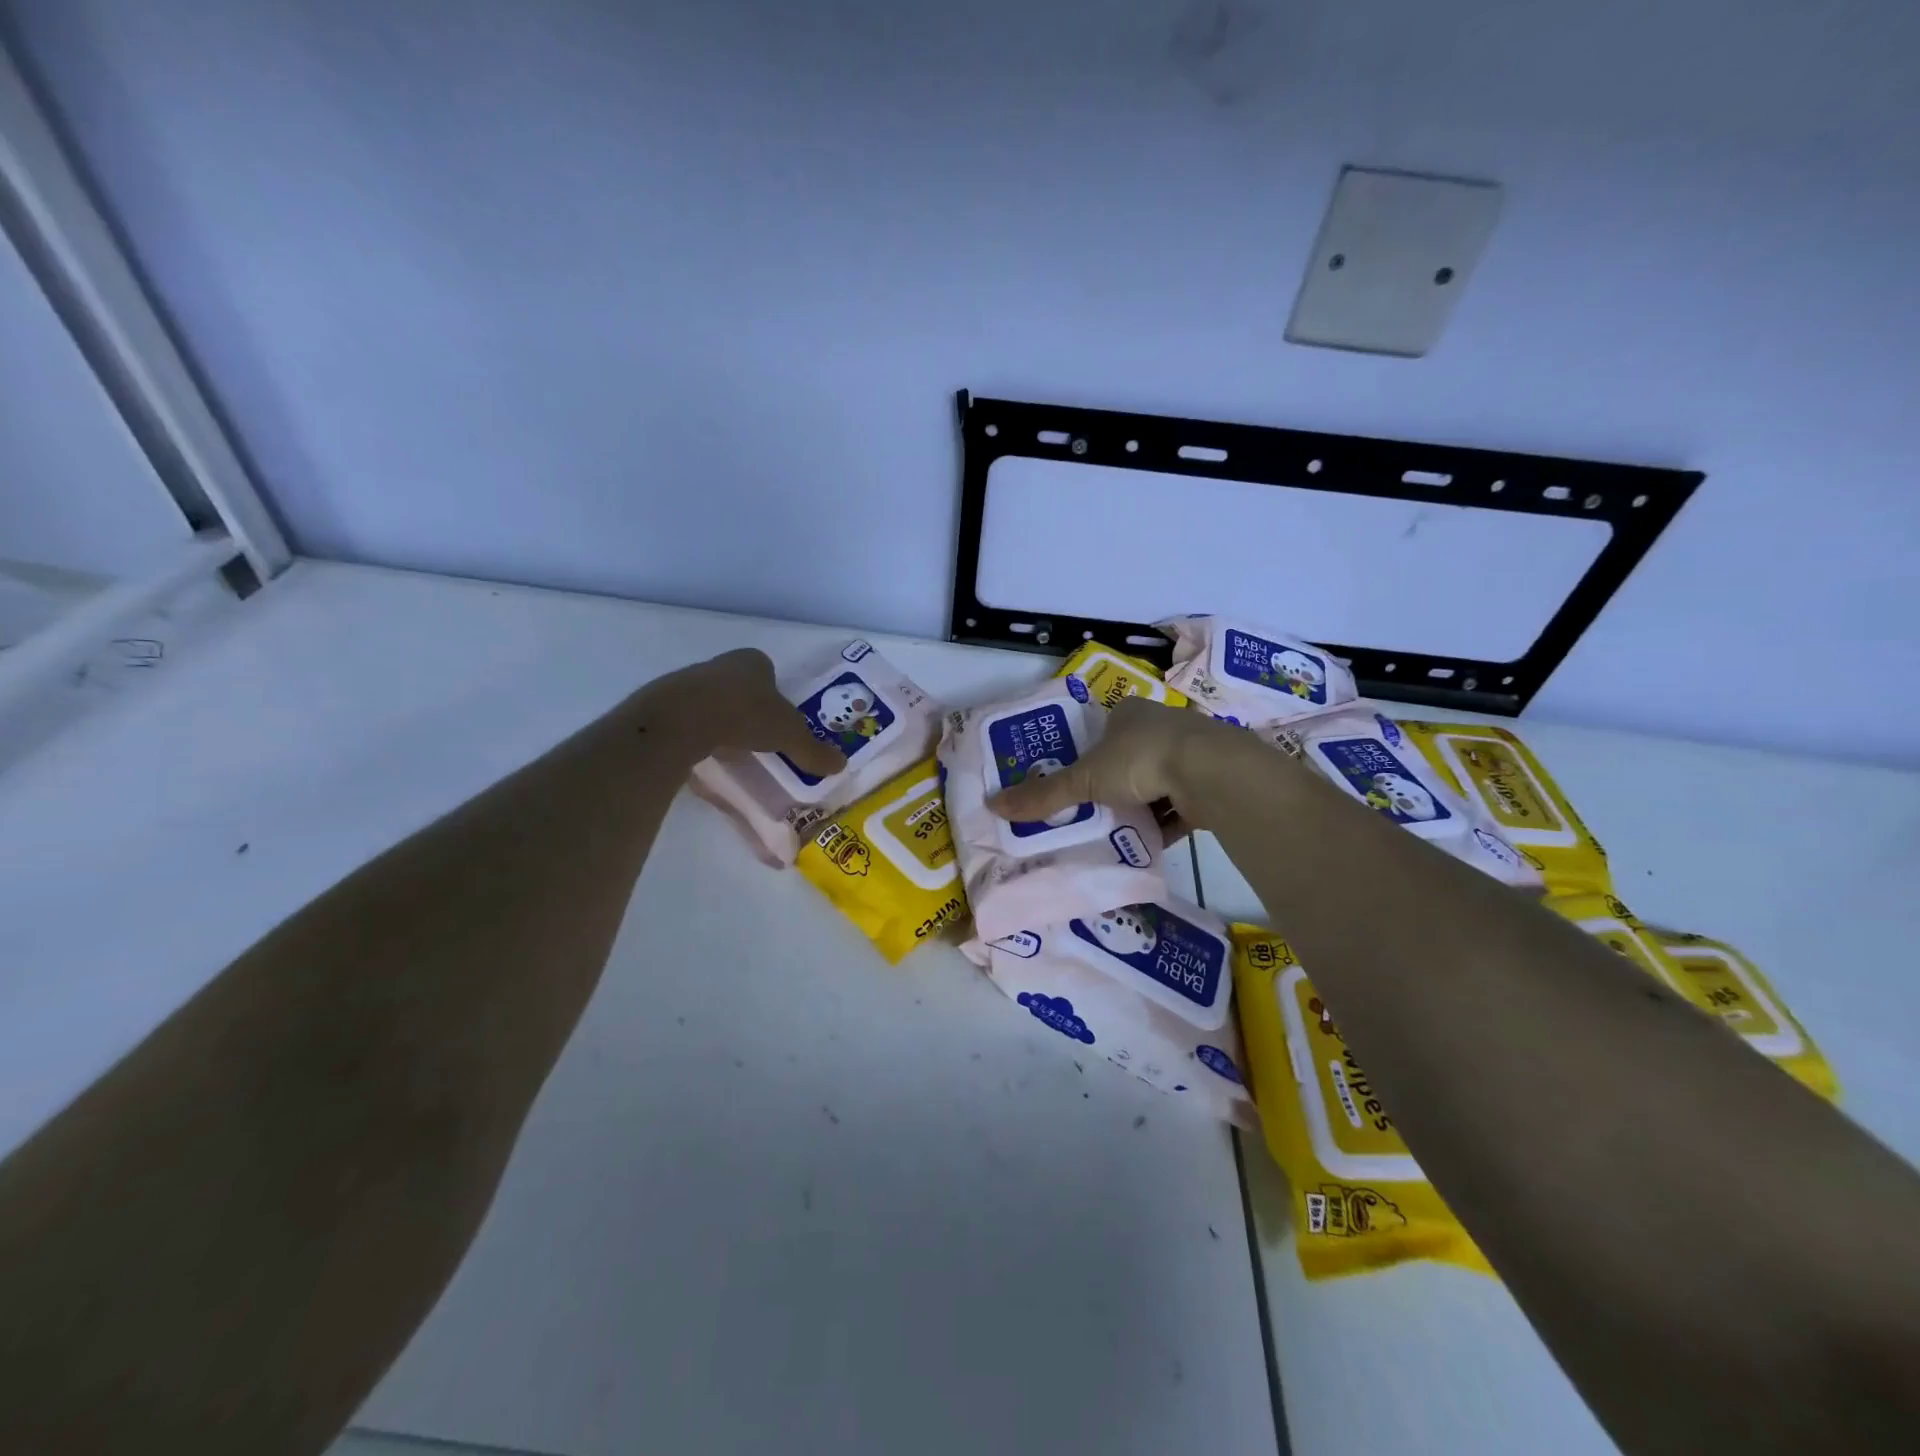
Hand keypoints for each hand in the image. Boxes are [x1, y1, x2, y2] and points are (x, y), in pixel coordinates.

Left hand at [643, 648, 846, 776]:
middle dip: (748, 706)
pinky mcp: (664, 705)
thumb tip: (840, 765)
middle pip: (738, 684)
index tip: (778, 716)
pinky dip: (698, 734)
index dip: (774, 691)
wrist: (681, 719)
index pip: (766, 669)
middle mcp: (719, 665)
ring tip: (731, 749)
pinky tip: (704, 754)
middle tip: (758, 735)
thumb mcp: (788, 735)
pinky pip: (688, 719)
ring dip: (721, 720)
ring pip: (711, 700)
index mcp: (752, 662)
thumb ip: (812, 750)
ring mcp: (688, 683)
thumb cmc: (744, 714)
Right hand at [985, 695, 1271, 831]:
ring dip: (1139, 805)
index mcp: (1129, 713)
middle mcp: (1161, 726)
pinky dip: (1164, 823)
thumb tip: (992, 805)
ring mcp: (1189, 753)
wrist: (1211, 774)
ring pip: (1155, 782)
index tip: (1073, 780)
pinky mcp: (1209, 782)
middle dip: (1112, 784)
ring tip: (1115, 831)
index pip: (1101, 730)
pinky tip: (1147, 842)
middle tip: (1089, 810)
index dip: (1086, 753)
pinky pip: (1179, 805)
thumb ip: (1044, 794)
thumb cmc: (1140, 760)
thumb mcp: (1084, 779)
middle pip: (1128, 757)